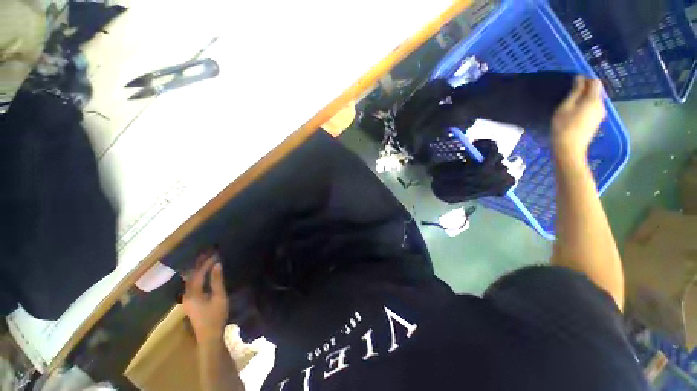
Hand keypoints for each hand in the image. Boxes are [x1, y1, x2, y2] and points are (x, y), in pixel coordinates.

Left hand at [183, 253, 228, 341]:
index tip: (215, 254)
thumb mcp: (219, 297)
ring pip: (190, 279)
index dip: (206, 263)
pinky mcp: (190, 301)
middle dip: (200, 263)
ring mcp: (187, 298)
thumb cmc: (216, 316)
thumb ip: (217, 280)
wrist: (209, 335)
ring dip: (198, 269)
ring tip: (206, 259)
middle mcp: (187, 294)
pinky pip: (192, 284)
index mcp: (193, 293)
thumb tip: (217, 265)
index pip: (199, 273)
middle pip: (191, 275)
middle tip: (208, 253)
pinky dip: (197, 275)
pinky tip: (202, 272)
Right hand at [552, 76, 606, 163]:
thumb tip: (579, 79)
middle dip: (585, 90)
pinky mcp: (597, 121)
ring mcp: (600, 114)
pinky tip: (575, 114)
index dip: (586, 80)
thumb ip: (574, 92)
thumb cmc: (564, 126)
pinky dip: (586, 107)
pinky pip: (593, 109)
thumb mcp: (565, 107)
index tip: (574, 84)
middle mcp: (601, 105)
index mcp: (594, 99)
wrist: (570, 148)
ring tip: (571, 105)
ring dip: (585, 99)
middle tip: (570, 96)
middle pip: (596, 92)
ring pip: (594, 101)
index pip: (595, 82)